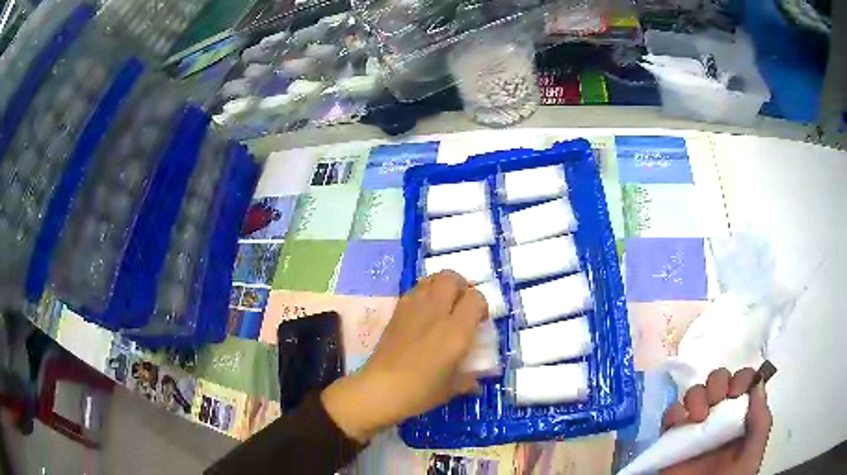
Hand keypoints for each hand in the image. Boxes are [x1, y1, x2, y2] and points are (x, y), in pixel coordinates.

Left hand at [321, 271, 487, 442]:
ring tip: (443, 305)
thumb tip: (477, 383)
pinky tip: (423, 313)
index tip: (479, 321)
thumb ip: (468, 380)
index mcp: (455, 331)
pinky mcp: (397, 311)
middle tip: (461, 306)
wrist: (380, 389)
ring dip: (441, 286)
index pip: (476, 298)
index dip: (481, 306)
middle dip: (461, 287)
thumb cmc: (420, 392)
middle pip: (452, 278)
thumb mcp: (451, 389)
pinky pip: (414, 290)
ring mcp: (413, 308)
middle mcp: (436, 312)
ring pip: (431, 279)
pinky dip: (424, 293)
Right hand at [661, 368, 772, 474]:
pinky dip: (673, 412)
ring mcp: (695, 428)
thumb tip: (758, 381)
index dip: (741, 378)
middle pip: (718, 381)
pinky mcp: (673, 440)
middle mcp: (720, 416)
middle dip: (718, 382)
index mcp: (741, 416)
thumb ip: (760, 421)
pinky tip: (679, 422)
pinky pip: (670, 416)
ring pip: (695, 393)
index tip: (737, 391)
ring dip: (696, 395)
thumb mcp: (753, 453)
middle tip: (718, 399)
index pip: (743, 382)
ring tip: (698, 417)